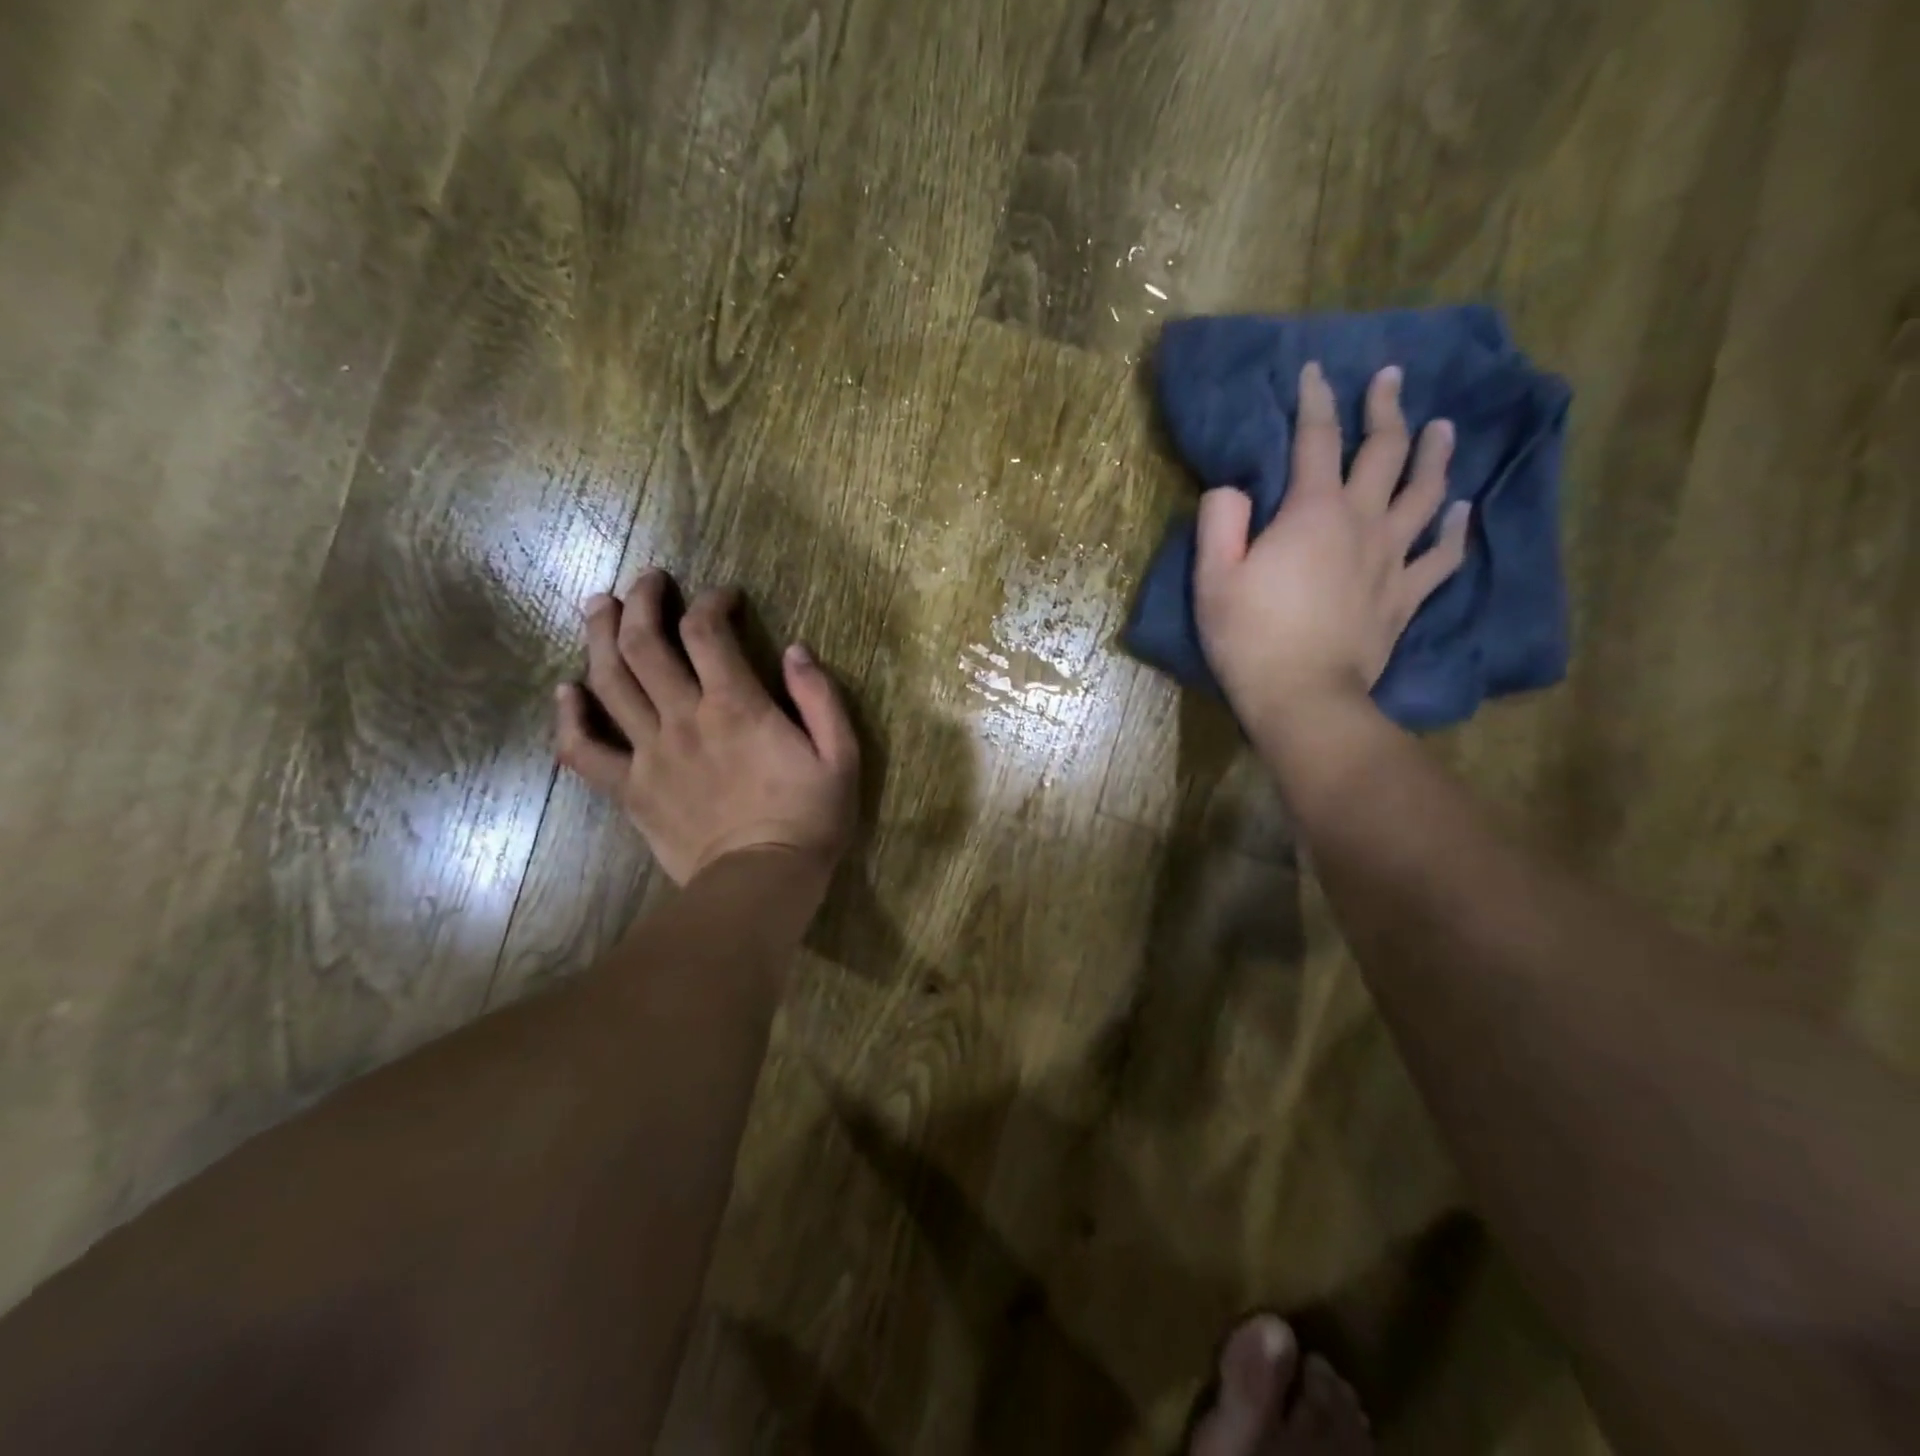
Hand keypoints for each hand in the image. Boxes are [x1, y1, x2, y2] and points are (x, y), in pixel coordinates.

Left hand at [554, 570, 859, 886]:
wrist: (762, 883)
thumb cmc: (810, 819)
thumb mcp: (841, 755)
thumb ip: (820, 698)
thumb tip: (796, 650)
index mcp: (736, 706)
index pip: (707, 631)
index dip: (711, 601)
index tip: (724, 596)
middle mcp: (684, 718)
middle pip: (644, 644)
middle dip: (642, 601)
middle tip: (647, 581)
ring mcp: (649, 754)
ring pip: (609, 682)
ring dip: (599, 637)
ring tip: (599, 607)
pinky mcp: (630, 789)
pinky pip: (583, 750)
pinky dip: (568, 717)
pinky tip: (566, 692)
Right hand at [1193, 361, 1468, 731]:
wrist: (1303, 697)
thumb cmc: (1250, 638)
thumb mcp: (1212, 578)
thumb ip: (1220, 522)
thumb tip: (1233, 490)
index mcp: (1312, 512)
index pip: (1317, 440)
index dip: (1316, 401)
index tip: (1315, 372)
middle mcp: (1362, 523)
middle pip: (1385, 453)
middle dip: (1386, 409)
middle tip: (1390, 378)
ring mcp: (1391, 559)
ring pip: (1425, 494)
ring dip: (1436, 454)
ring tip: (1444, 427)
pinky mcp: (1405, 597)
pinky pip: (1441, 557)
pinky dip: (1456, 530)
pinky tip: (1463, 510)